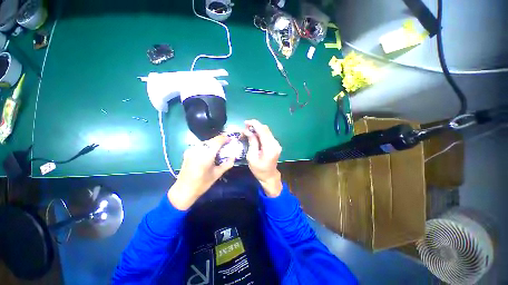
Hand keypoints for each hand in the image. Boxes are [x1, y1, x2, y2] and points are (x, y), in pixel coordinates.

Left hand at [168, 135, 233, 209]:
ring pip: (206, 142)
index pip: (218, 141)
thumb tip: (233, 157)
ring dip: (213, 143)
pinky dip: (207, 146)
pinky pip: (200, 146)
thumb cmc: (202, 184)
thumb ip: (227, 164)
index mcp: (206, 154)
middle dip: (220, 141)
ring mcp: (192, 150)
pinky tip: (209, 152)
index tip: (231, 140)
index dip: (225, 138)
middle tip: (226, 145)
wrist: (183, 190)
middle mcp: (198, 149)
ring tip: (219, 149)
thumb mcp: (217, 174)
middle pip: (212, 140)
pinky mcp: (188, 152)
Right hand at [243, 120, 282, 196]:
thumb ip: (252, 143)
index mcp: (270, 148)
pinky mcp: (275, 144)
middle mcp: (275, 144)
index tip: (245, 122)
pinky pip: (267, 135)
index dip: (254, 124)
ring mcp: (277, 144)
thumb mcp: (251, 157)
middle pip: (265, 129)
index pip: (263, 131)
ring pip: (266, 131)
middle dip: (255, 126)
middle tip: (245, 128)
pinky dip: (260, 133)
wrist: (269, 176)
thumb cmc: (259, 170)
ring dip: (257, 129)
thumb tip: (248, 131)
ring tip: (247, 132)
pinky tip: (253, 135)